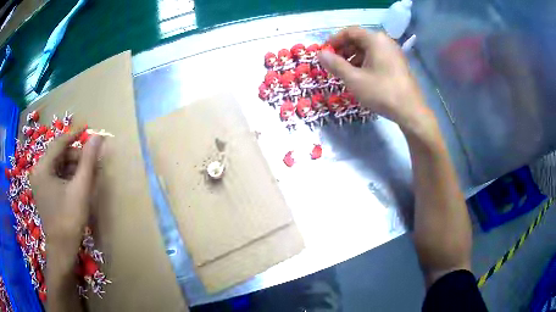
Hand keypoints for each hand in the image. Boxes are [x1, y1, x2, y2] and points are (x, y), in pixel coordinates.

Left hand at [30, 132, 103, 252]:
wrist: (62, 250)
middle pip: (59, 154)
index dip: (75, 134)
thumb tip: (97, 136)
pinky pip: (56, 176)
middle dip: (76, 155)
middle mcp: (38, 171)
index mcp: (43, 168)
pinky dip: (68, 176)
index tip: (88, 128)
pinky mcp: (44, 192)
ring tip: (89, 174)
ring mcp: (40, 182)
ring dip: (73, 167)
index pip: (59, 142)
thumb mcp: (80, 189)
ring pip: (58, 165)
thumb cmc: (69, 220)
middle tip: (92, 161)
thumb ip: (88, 161)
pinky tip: (79, 183)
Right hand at [319, 27, 433, 132]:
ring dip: (353, 57)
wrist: (410, 111)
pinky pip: (376, 57)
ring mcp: (393, 53)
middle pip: (359, 39)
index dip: (334, 40)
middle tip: (332, 63)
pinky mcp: (397, 64)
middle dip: (343, 49)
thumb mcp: (354, 79)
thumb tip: (320, 54)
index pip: (350, 31)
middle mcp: (385, 42)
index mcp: (375, 40)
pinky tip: (359, 76)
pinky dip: (364, 63)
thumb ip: (335, 64)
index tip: (324, 52)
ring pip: (368, 49)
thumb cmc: (381, 92)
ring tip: (344, 72)